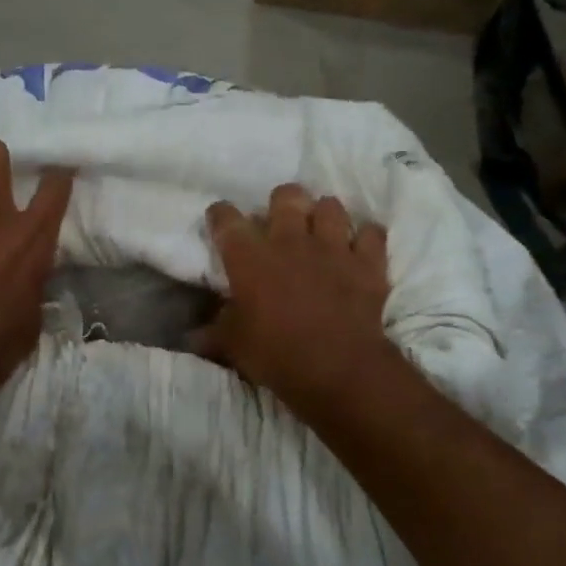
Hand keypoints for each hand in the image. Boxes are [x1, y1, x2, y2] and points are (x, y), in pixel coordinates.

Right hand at [195, 184, 393, 410]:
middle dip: (281, 202)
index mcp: (249, 257)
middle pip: (286, 196)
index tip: (219, 219)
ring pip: (330, 206)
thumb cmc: (275, 354)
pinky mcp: (368, 264)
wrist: (338, 370)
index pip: (226, 219)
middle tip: (279, 221)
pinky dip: (366, 237)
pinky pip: (372, 233)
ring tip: (320, 230)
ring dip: (324, 214)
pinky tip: (359, 247)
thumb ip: (214, 331)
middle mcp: (290, 241)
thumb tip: (193, 336)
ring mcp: (333, 248)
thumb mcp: (233, 345)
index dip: (220, 214)